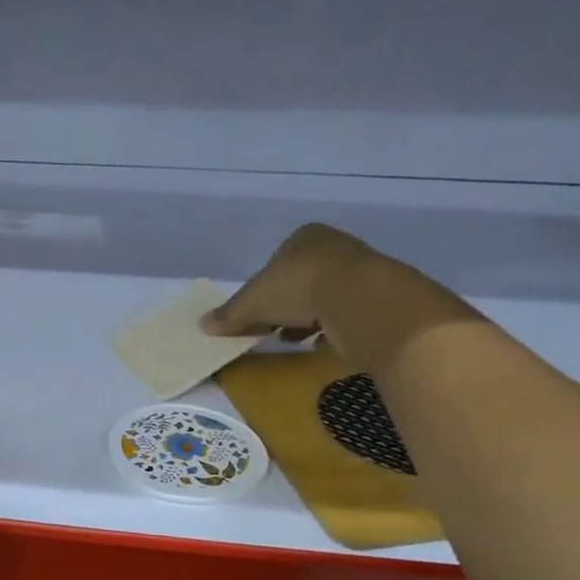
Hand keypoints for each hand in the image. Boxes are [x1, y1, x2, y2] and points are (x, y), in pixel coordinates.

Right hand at [199, 222, 373, 343]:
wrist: (357, 299)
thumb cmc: (296, 288)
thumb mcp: (251, 303)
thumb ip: (229, 315)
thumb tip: (202, 324)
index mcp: (303, 237)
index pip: (276, 263)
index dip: (264, 289)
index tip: (258, 313)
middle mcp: (333, 245)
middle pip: (301, 279)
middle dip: (286, 305)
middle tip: (274, 328)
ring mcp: (360, 268)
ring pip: (325, 295)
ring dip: (308, 317)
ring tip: (297, 338)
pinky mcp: (377, 294)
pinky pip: (347, 312)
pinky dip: (333, 327)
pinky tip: (323, 342)